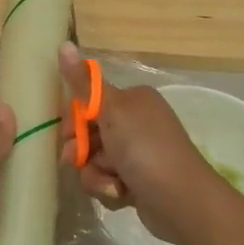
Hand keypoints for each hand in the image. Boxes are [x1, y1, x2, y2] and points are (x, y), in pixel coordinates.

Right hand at [58, 44, 226, 244]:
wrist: (181, 200)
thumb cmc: (145, 148)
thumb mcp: (112, 110)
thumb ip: (83, 82)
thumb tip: (63, 44)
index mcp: (132, 99)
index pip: (87, 103)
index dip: (73, 122)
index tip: (69, 135)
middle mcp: (136, 122)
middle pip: (88, 135)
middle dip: (83, 153)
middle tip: (80, 161)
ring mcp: (138, 153)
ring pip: (95, 162)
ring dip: (96, 175)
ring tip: (114, 184)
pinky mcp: (138, 181)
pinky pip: (108, 181)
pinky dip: (110, 189)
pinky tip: (123, 195)